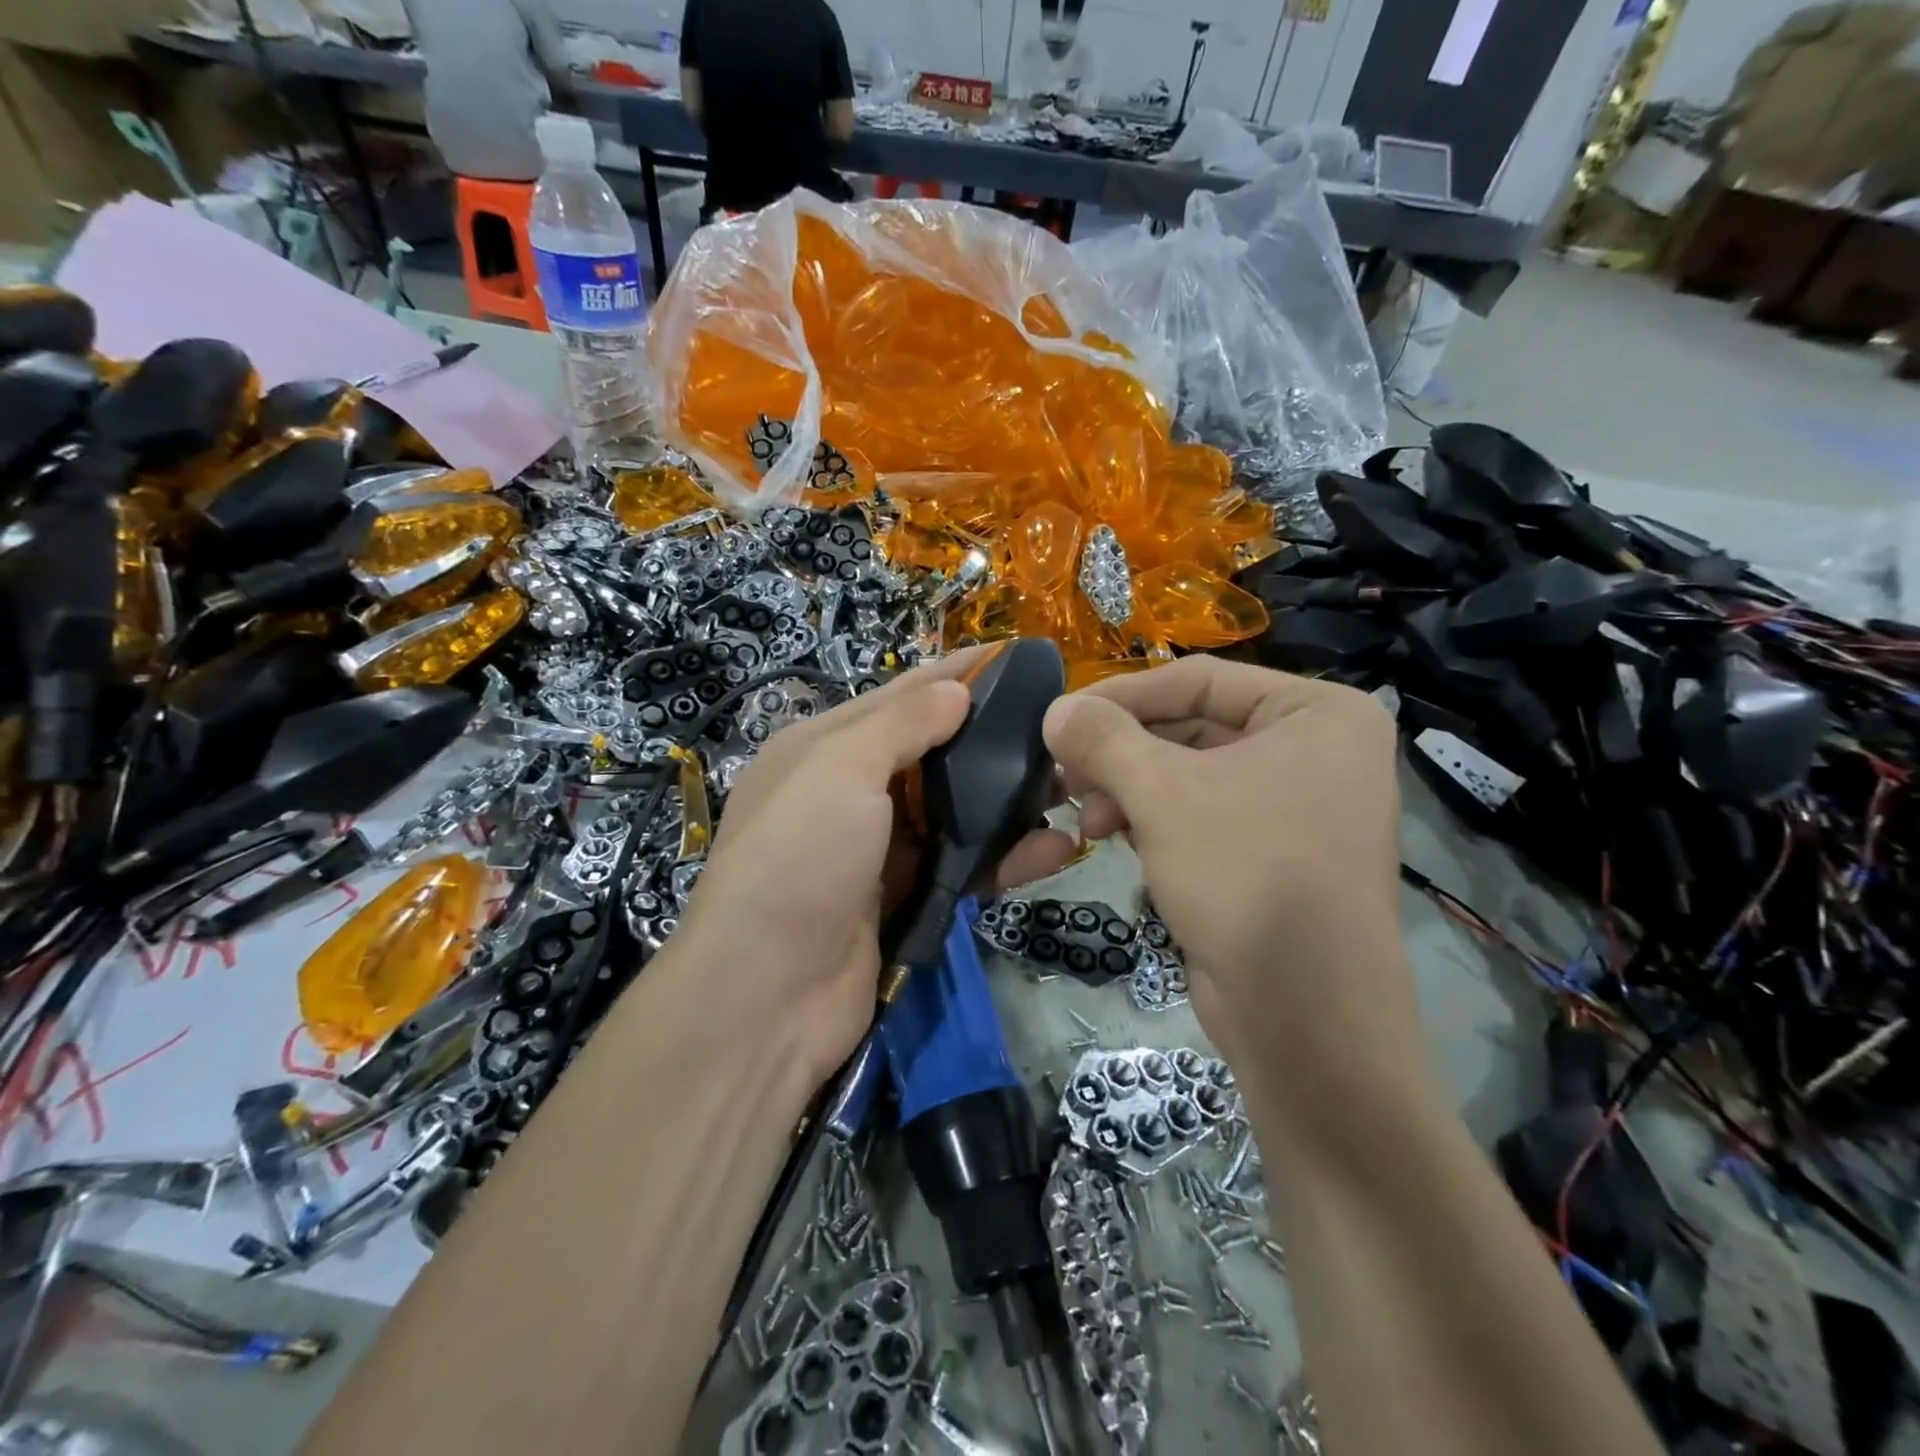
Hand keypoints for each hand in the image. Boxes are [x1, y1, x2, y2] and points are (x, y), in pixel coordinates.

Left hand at [676, 651, 1075, 1088]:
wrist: (767, 996)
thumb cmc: (798, 859)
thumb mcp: (839, 770)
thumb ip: (901, 724)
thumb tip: (955, 689)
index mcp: (825, 747)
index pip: (903, 694)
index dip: (958, 673)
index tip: (1019, 657)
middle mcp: (852, 792)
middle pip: (936, 753)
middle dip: (994, 741)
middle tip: (1059, 733)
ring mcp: (880, 848)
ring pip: (957, 812)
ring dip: (1010, 802)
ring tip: (1071, 789)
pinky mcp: (905, 898)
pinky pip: (964, 865)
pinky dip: (1005, 857)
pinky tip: (1053, 850)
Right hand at [1044, 658, 1413, 1088]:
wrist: (1306, 1018)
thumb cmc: (1246, 877)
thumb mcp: (1163, 795)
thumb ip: (1104, 740)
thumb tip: (1054, 708)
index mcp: (1318, 713)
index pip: (1199, 679)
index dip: (1122, 695)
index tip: (1059, 717)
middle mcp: (1316, 751)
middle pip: (1192, 727)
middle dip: (1122, 752)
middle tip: (1063, 772)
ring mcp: (1297, 805)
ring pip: (1190, 774)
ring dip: (1128, 789)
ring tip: (1082, 816)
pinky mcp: (1272, 853)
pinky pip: (1200, 814)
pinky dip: (1151, 819)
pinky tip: (1107, 837)